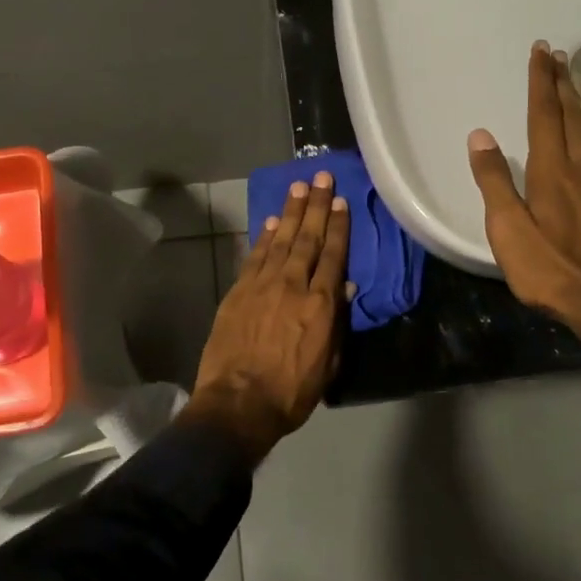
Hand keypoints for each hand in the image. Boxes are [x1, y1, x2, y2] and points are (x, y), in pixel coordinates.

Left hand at [187, 170, 350, 460]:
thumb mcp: (327, 364)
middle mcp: (293, 285)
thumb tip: (342, 286)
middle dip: (315, 205)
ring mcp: (262, 285)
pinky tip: (271, 220)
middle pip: (307, 238)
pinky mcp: (238, 290)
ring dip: (290, 212)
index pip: (333, 255)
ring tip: (298, 187)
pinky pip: (255, 255)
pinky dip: (264, 236)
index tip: (341, 202)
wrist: (238, 403)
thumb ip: (335, 322)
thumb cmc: (290, 392)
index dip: (338, 226)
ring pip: (280, 240)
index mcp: (321, 304)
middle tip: (320, 177)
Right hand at [466, 41, 580, 343]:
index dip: (541, 82)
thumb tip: (481, 135)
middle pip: (574, 118)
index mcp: (551, 173)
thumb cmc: (549, 272)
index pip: (543, 117)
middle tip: (562, 54)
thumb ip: (494, 181)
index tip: (541, 52)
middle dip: (564, 83)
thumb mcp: (507, 231)